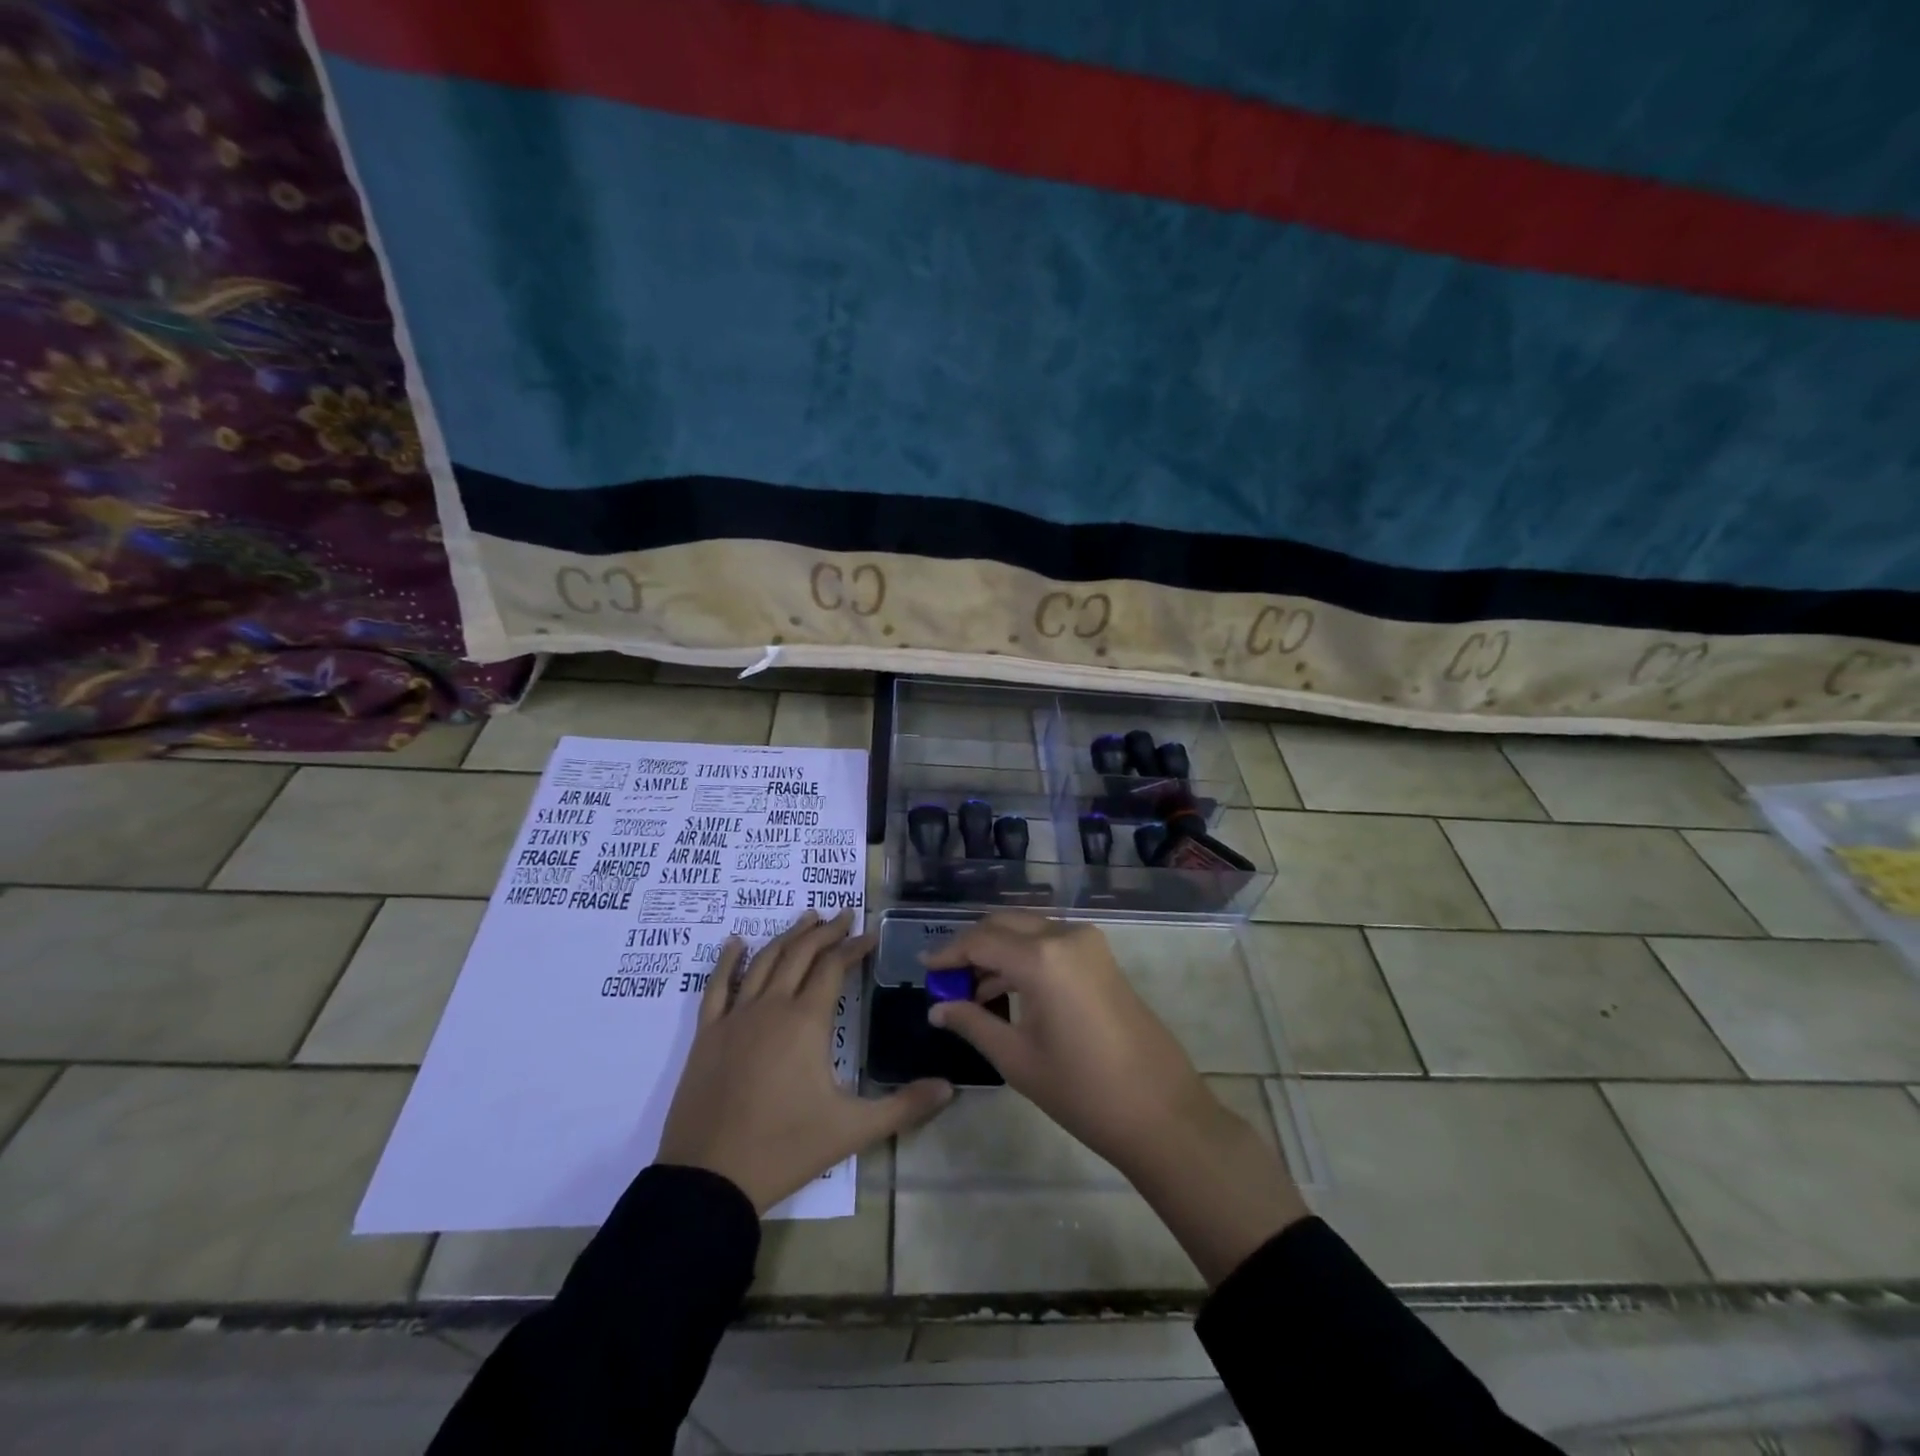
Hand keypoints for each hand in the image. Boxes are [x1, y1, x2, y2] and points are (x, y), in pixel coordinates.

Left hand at [659, 909, 952, 1213]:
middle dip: (825, 931)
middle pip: (800, 954)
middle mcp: (771, 1007)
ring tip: (806, 918)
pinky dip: (727, 960)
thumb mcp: (852, 1130)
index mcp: (806, 1021)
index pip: (834, 967)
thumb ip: (904, 1106)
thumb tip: (950, 1088)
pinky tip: (736, 942)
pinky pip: (717, 985)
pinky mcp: (707, 1034)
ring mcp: (735, 1017)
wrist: (709, 1179)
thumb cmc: (784, 1149)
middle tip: (844, 915)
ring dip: (787, 936)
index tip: (871, 934)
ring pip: (764, 961)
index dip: (854, 947)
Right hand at [924, 913, 1306, 1283]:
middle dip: (972, 946)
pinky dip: (1025, 956)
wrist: (1161, 1112)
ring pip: (1029, 930)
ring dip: (999, 950)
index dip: (948, 953)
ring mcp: (1089, 943)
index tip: (924, 967)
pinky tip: (1007, 989)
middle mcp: (1065, 935)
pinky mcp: (1102, 957)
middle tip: (947, 978)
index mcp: (1041, 957)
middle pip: (1004, 924)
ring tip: (972, 990)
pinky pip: (1052, 942)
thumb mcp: (1017, 1059)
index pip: (980, 941)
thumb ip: (973, 1023)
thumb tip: (937, 1008)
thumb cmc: (1082, 1091)